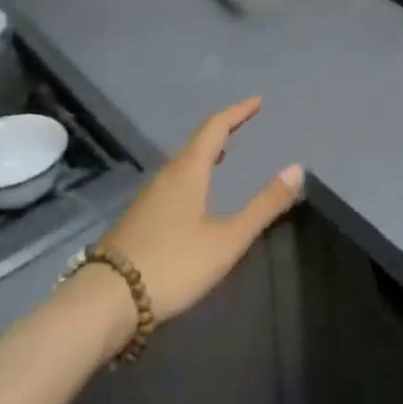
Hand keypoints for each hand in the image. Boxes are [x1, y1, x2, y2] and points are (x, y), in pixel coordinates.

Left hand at [101, 97, 302, 325]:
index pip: (215, 128)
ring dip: (204, 155)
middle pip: (195, 144)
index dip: (237, 112)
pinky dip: (192, 176)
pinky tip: (195, 198)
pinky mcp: (137, 220)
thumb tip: (297, 168)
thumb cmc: (174, 264)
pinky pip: (171, 184)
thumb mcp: (228, 239)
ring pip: (181, 165)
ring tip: (223, 158)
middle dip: (221, 132)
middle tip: (242, 126)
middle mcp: (165, 177)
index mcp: (188, 172)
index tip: (257, 101)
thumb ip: (264, 205)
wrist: (106, 301)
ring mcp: (147, 199)